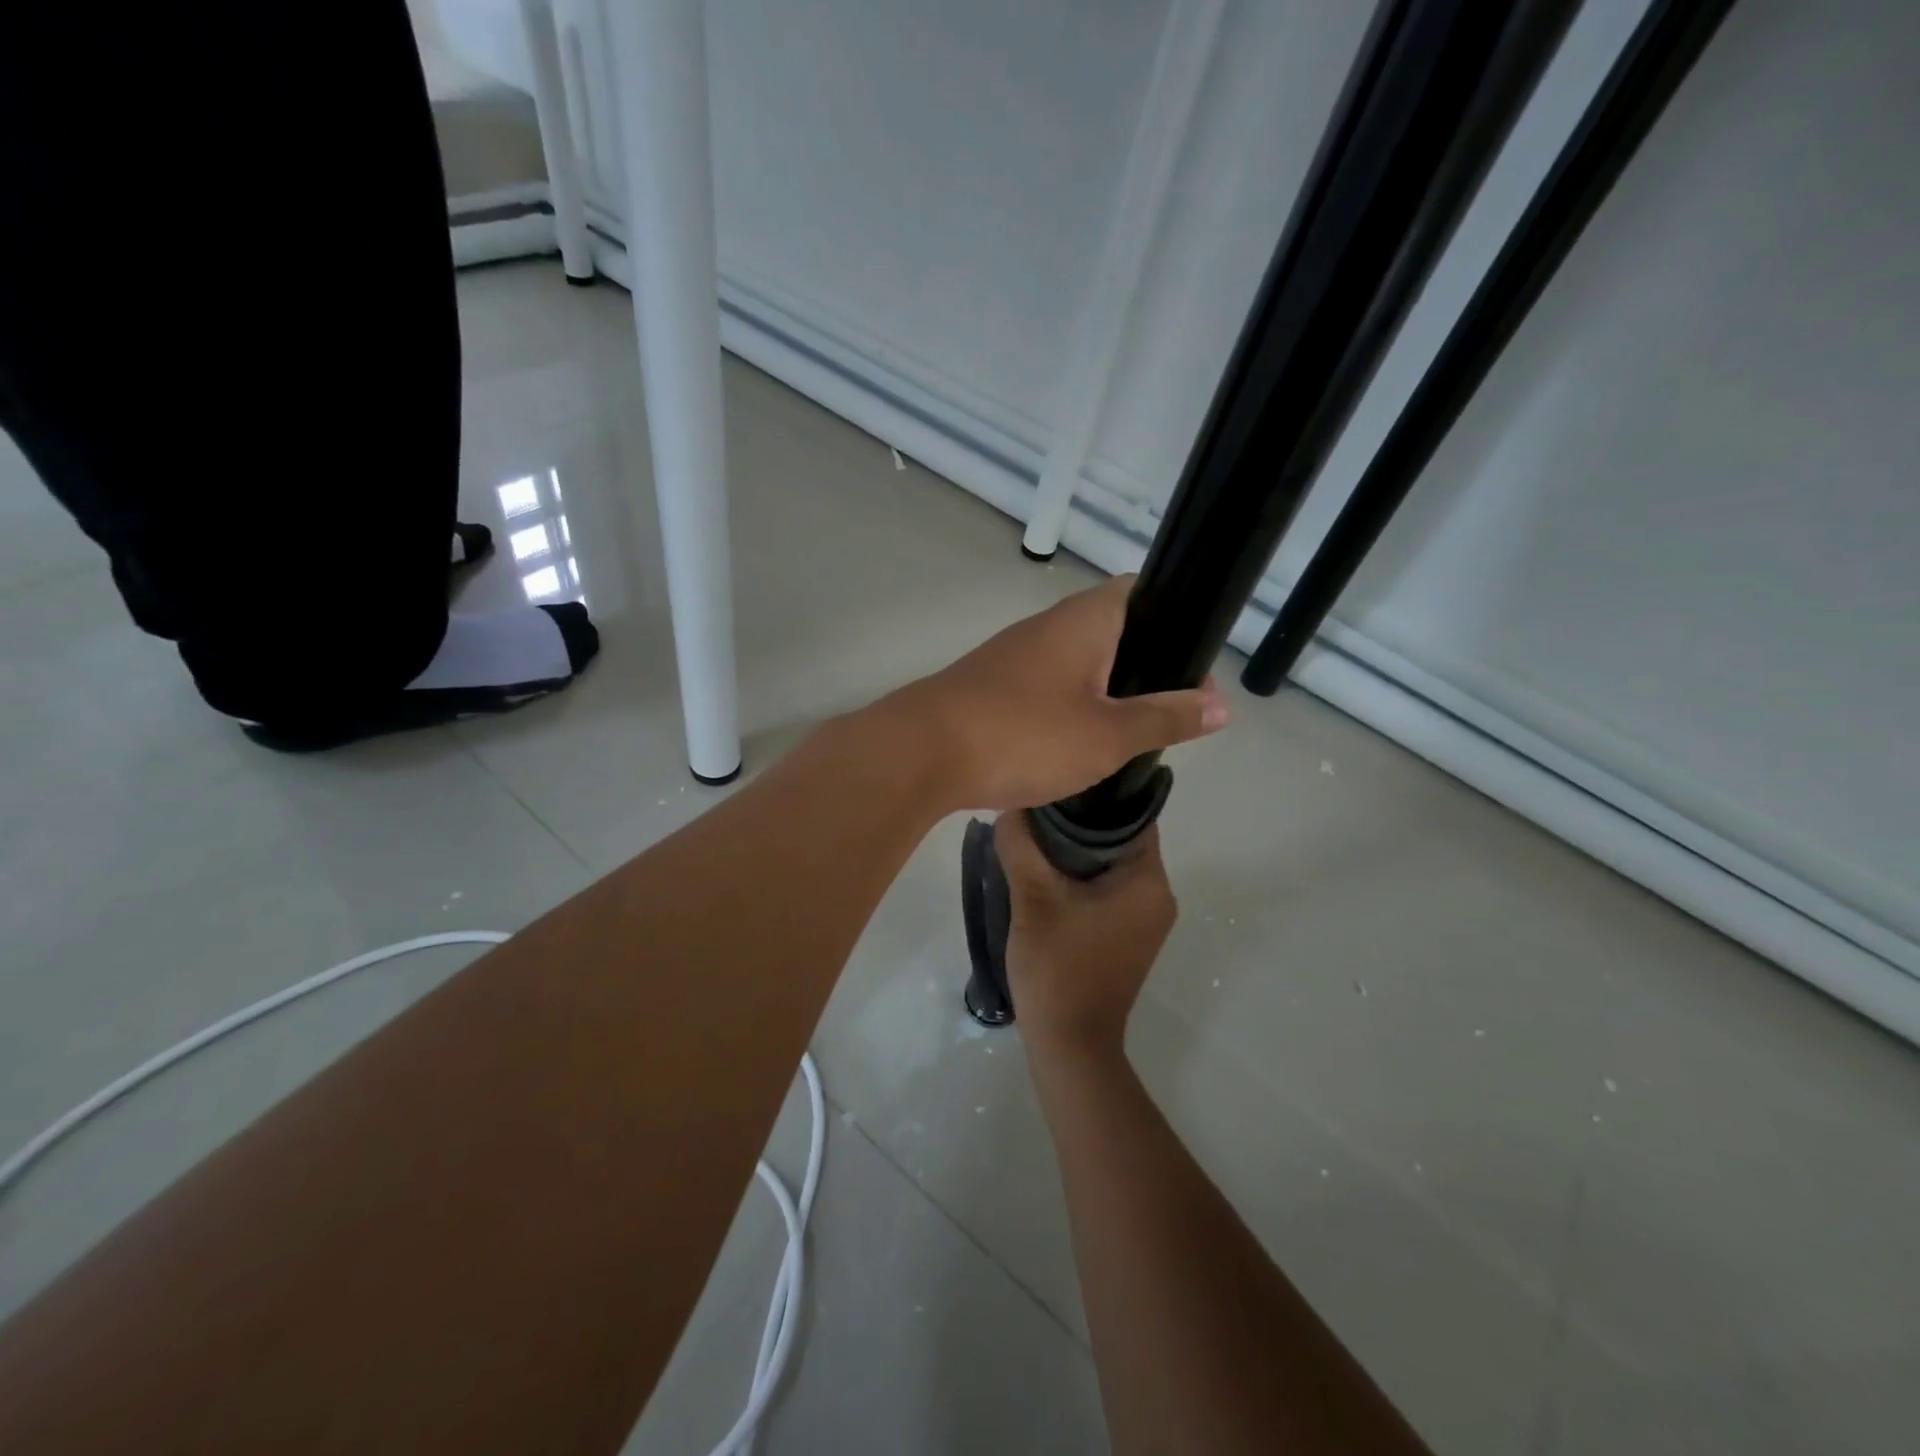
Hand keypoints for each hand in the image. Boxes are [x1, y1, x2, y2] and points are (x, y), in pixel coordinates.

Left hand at [901, 576, 1227, 810]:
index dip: (1176, 618)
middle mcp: (1048, 626)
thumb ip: (1166, 718)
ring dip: (1104, 691)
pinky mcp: (990, 685)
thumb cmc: (1025, 734)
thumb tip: (1221, 704)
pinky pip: (1046, 687)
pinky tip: (1075, 744)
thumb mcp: (1108, 736)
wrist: (921, 753)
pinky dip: (1069, 707)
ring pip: (1077, 662)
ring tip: (1128, 733)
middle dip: (1144, 665)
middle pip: (1112, 629)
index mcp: (1084, 620)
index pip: (1141, 590)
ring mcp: (1013, 655)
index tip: (1194, 665)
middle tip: (1169, 712)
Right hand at [997, 812, 1174, 1061]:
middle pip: (1121, 838)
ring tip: (1035, 832)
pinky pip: (1107, 889)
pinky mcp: (1128, 937)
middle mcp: (1157, 896)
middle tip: (1039, 803)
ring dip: (1077, 850)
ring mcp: (1145, 920)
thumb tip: (1009, 806)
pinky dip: (1080, 875)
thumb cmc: (1058, 967)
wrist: (1070, 1043)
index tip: (1060, 779)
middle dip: (1080, 821)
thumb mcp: (1033, 899)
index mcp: (1148, 881)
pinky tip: (1044, 870)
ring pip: (1111, 865)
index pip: (1132, 814)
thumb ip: (1020, 845)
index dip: (1097, 794)